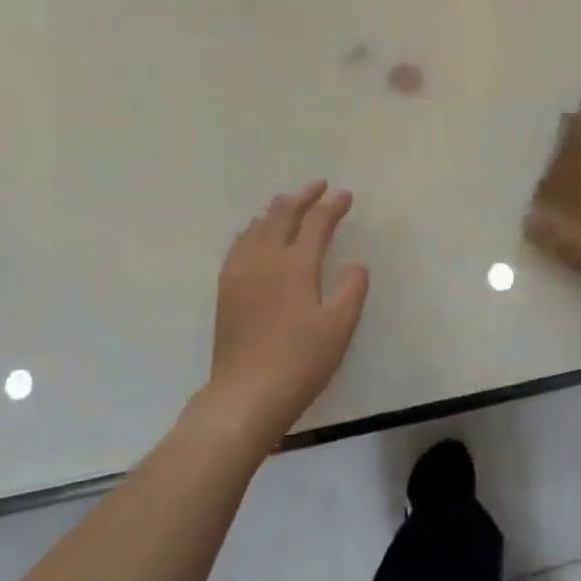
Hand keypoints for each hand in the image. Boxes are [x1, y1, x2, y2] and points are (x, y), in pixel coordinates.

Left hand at [197, 180, 369, 446]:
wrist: (246, 394)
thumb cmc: (301, 360)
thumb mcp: (340, 326)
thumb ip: (351, 288)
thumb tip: (353, 263)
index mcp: (296, 265)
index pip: (316, 223)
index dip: (332, 206)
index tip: (345, 195)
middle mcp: (265, 259)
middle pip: (282, 215)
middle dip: (302, 197)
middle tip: (318, 186)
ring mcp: (240, 273)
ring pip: (257, 226)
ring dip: (276, 209)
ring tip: (288, 203)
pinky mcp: (226, 290)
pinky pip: (239, 244)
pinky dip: (253, 229)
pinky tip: (255, 235)